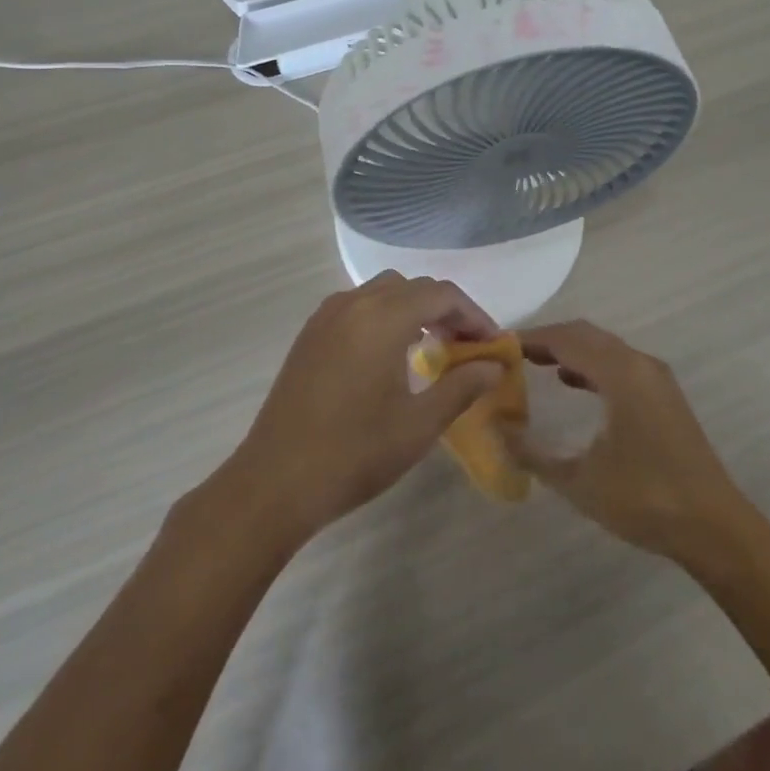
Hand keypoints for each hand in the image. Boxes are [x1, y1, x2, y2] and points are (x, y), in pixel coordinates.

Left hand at [230, 272, 503, 543]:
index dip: (473, 315)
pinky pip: (358, 306)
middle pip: (414, 287)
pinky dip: (384, 316)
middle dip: (446, 309)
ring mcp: (327, 316)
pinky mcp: (310, 334)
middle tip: (466, 346)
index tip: (492, 344)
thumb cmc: (354, 453)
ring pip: (384, 292)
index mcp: (383, 318)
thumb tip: (495, 365)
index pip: (442, 294)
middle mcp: (355, 304)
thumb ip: (462, 387)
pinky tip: (389, 354)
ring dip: (414, 309)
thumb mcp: (419, 425)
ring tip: (431, 347)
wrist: (274, 483)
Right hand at [505, 320, 754, 565]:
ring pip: (605, 347)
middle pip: (586, 335)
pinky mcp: (663, 395)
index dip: (532, 338)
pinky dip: (591, 365)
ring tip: (535, 365)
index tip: (500, 347)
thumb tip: (496, 430)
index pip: (567, 339)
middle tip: (513, 355)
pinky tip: (573, 384)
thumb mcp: (580, 481)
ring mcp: (656, 378)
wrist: (714, 527)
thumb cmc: (645, 500)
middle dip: (549, 339)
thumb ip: (533, 453)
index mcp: (621, 373)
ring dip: (571, 351)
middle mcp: (640, 364)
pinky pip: (619, 364)